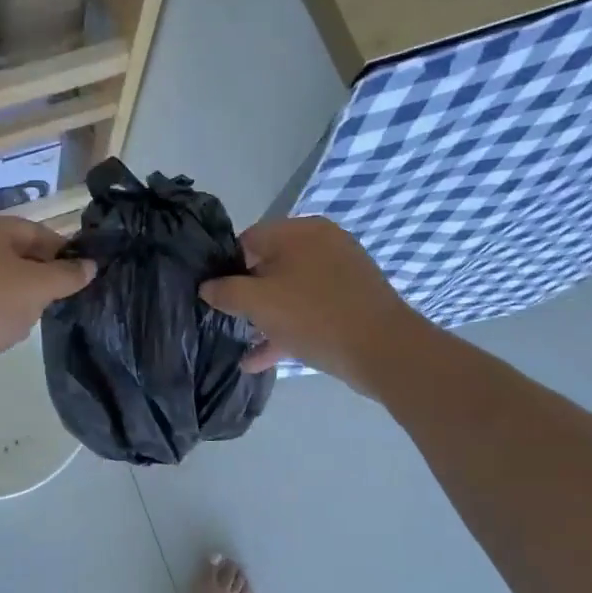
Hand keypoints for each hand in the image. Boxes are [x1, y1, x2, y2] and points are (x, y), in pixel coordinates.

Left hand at [0, 213, 94, 388]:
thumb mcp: (39, 287)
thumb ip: (68, 274)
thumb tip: (90, 266)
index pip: (37, 231)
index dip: (63, 251)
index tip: (82, 275)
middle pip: (18, 254)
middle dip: (42, 275)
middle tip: (60, 298)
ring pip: (1, 278)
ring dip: (21, 295)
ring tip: (33, 316)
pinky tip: (7, 329)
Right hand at [199, 217, 413, 391]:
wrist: (384, 351)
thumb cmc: (314, 316)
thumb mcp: (259, 303)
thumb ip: (226, 291)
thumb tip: (207, 287)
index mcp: (300, 232)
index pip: (248, 239)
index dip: (226, 267)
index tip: (215, 296)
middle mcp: (322, 244)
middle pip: (269, 265)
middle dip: (246, 295)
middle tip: (227, 320)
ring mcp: (340, 273)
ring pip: (289, 291)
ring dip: (265, 318)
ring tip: (240, 343)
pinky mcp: (351, 301)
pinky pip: (309, 310)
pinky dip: (286, 329)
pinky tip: (259, 361)